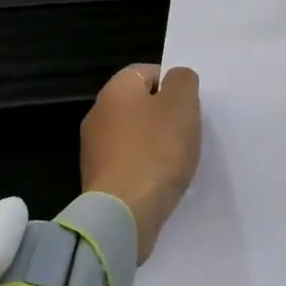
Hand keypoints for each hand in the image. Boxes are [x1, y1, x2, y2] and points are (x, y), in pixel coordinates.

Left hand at [79, 64, 201, 263]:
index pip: (146, 72)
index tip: (191, 105)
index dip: (172, 84)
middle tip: (189, 131)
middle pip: (139, 105)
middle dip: (165, 116)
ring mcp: (94, 150)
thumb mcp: (182, 105)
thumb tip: (176, 78)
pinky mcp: (99, 180)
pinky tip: (162, 182)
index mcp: (115, 90)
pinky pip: (129, 164)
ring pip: (134, 136)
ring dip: (156, 144)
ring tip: (179, 160)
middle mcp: (98, 114)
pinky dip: (146, 169)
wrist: (124, 213)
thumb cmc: (156, 151)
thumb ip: (183, 81)